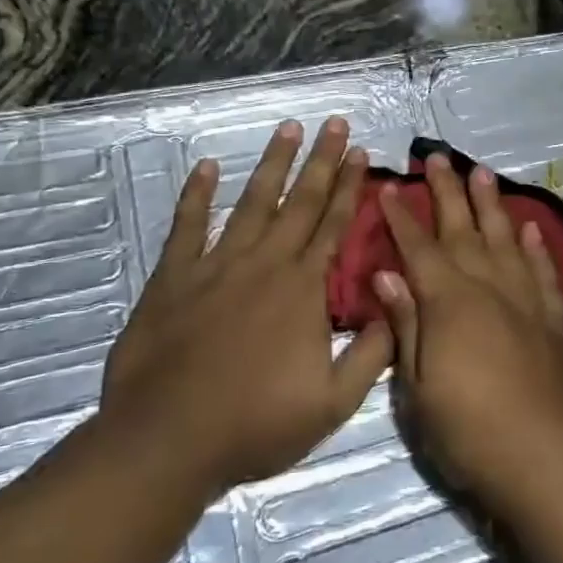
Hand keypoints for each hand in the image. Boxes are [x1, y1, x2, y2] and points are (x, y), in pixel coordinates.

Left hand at [99, 118, 393, 497]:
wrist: (167, 439)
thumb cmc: (256, 424)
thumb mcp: (333, 402)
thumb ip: (371, 354)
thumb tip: (395, 308)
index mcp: (303, 289)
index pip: (333, 226)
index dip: (350, 188)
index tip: (362, 153)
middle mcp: (264, 264)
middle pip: (299, 202)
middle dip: (322, 160)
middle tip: (336, 123)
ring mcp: (216, 266)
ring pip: (252, 203)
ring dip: (272, 164)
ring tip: (288, 128)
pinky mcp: (173, 278)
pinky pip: (187, 226)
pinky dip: (197, 195)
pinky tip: (206, 167)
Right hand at [373, 153, 562, 516]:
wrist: (549, 459)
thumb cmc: (470, 431)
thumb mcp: (420, 387)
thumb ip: (406, 325)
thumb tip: (387, 275)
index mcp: (449, 303)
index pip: (419, 249)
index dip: (401, 218)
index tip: (388, 188)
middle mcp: (489, 288)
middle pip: (464, 229)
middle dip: (447, 192)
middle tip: (438, 157)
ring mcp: (527, 301)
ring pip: (506, 239)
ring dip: (492, 204)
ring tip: (483, 172)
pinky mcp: (556, 319)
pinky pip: (543, 271)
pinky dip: (535, 246)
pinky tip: (529, 228)